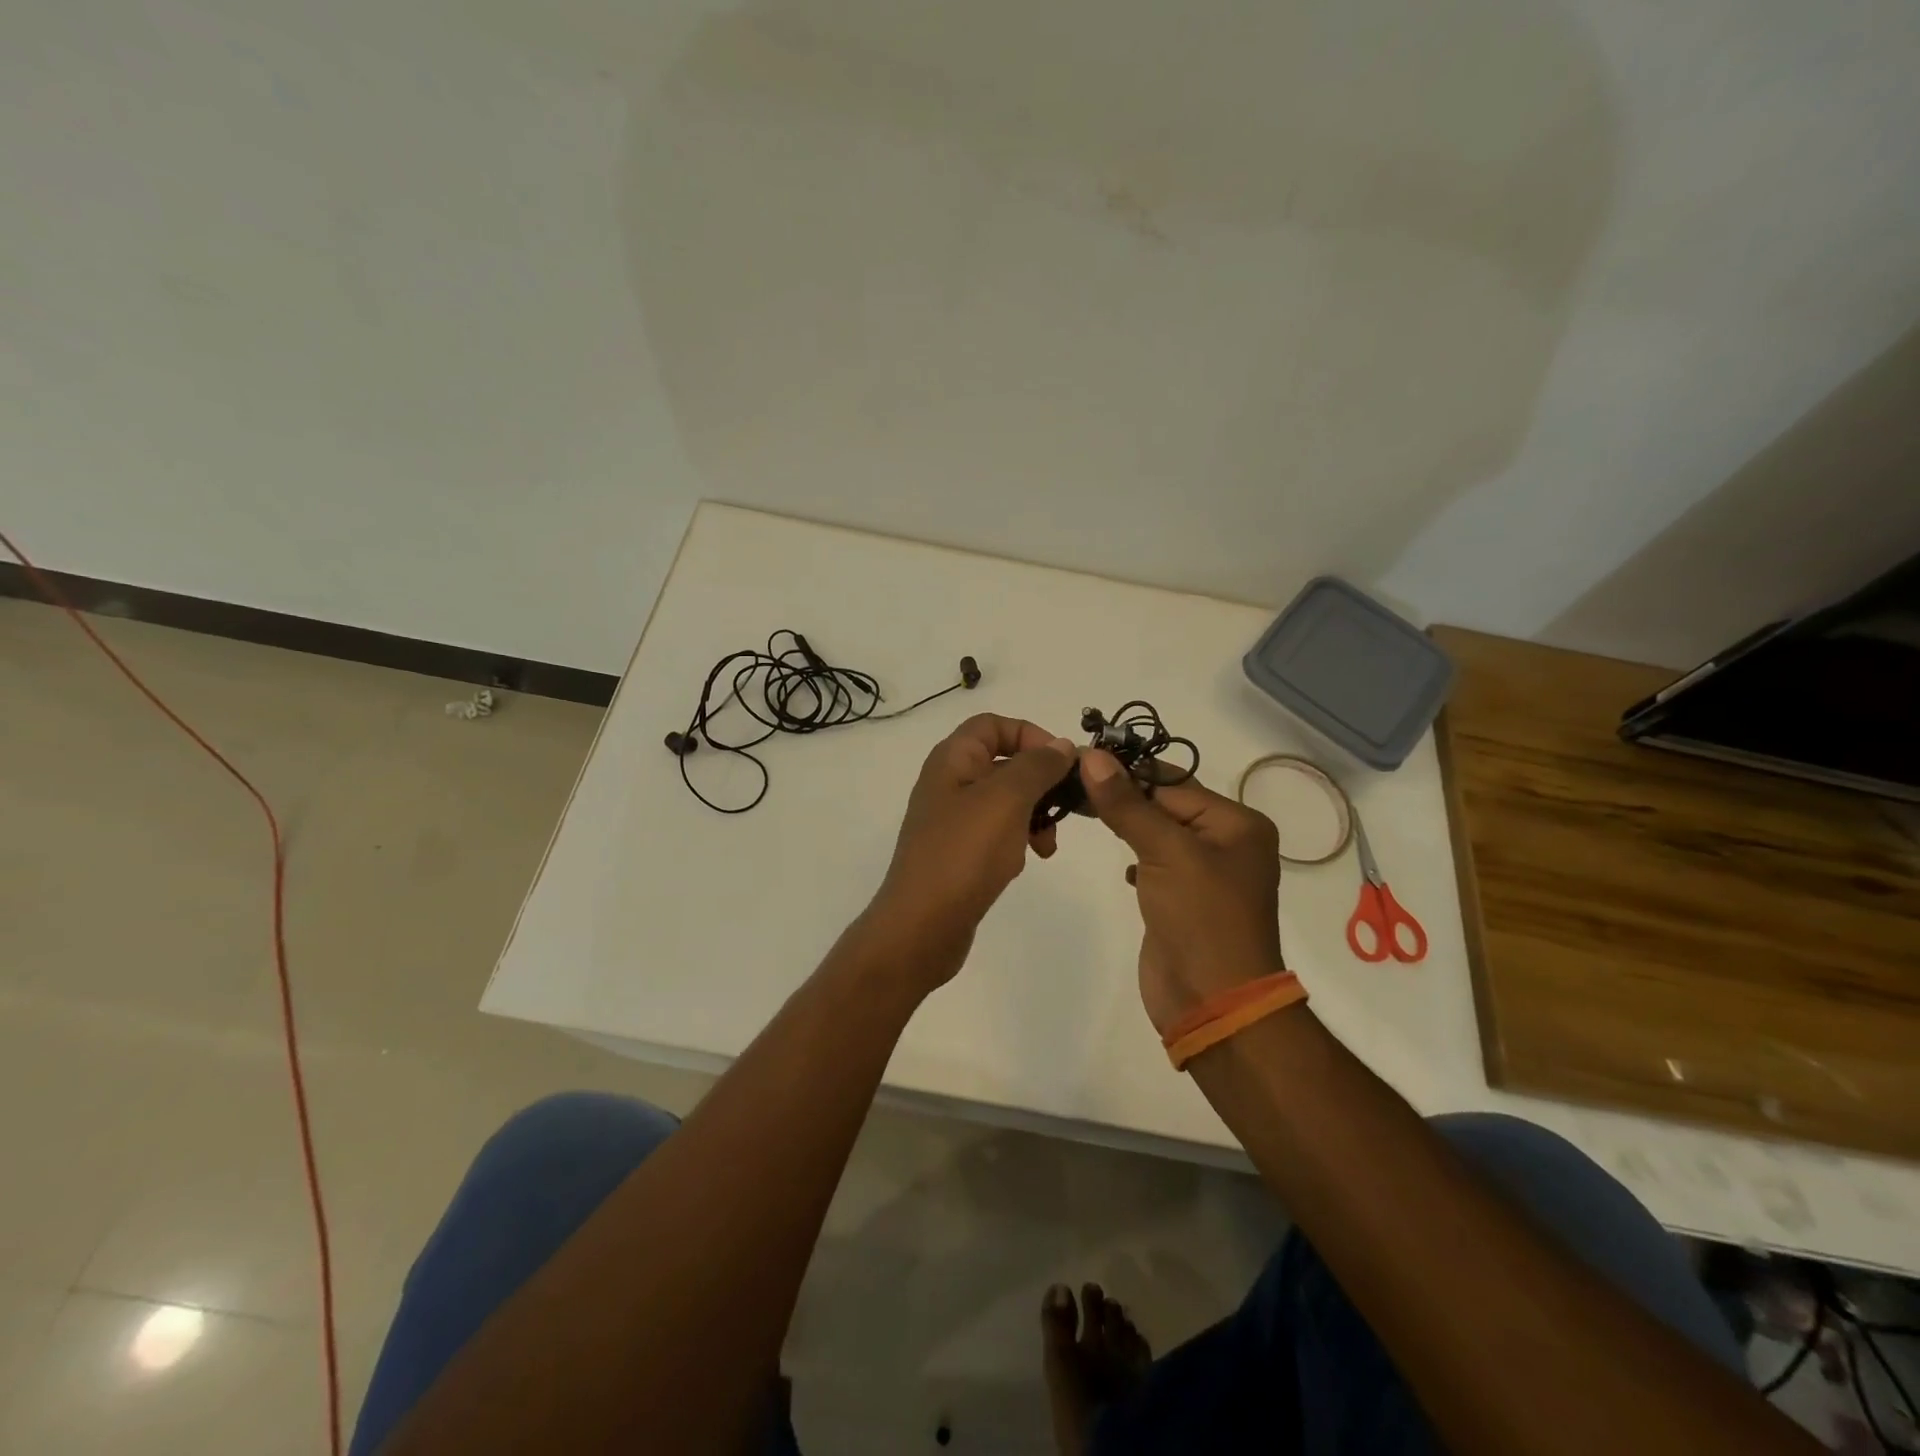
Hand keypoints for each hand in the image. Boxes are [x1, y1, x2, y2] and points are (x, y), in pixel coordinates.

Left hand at [863, 714, 1077, 989]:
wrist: (922, 925)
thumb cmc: (964, 853)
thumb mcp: (1007, 799)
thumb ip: (1037, 766)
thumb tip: (1061, 745)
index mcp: (953, 759)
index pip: (994, 724)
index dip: (1031, 734)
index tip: (1062, 762)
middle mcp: (949, 782)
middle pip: (1004, 762)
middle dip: (1040, 780)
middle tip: (1066, 804)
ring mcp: (952, 819)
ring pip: (1006, 800)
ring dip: (1034, 814)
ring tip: (1047, 843)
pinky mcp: (959, 852)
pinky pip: (997, 832)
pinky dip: (1018, 839)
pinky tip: (1029, 859)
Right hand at [1079, 750, 1285, 1033]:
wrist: (1214, 1003)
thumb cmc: (1201, 918)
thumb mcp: (1166, 852)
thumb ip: (1127, 804)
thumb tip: (1092, 756)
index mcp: (1236, 823)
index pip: (1172, 783)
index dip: (1126, 769)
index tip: (1080, 757)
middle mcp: (1225, 842)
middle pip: (1164, 804)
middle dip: (1121, 794)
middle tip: (1069, 780)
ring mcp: (1204, 873)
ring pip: (1156, 832)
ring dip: (1124, 822)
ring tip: (1080, 808)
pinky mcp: (1182, 899)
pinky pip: (1154, 862)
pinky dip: (1135, 857)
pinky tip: (1121, 865)